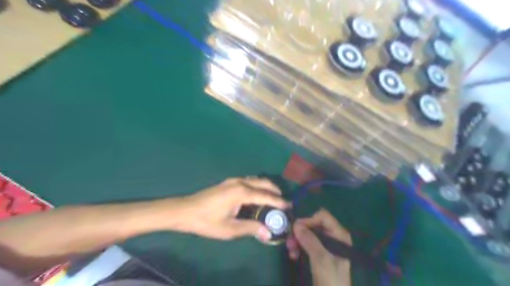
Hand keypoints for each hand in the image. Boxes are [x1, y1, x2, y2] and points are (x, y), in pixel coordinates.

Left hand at [176, 179, 288, 241]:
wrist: (185, 210)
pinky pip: (249, 181)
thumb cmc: (207, 221)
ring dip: (266, 187)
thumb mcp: (229, 229)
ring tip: (273, 198)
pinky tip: (257, 195)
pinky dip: (258, 186)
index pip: (265, 196)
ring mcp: (233, 180)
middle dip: (275, 190)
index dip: (278, 201)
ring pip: (256, 180)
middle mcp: (240, 182)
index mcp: (241, 193)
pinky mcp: (228, 182)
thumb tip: (268, 233)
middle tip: (283, 201)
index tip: (289, 205)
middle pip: (263, 182)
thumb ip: (250, 228)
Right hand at [285, 209, 352, 285]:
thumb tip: (295, 224)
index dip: (309, 220)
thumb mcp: (321, 259)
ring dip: (297, 240)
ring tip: (290, 251)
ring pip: (307, 234)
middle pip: (313, 225)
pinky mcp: (318, 253)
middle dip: (300, 232)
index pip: (323, 217)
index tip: (297, 229)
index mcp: (339, 235)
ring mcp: (325, 245)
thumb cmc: (331, 280)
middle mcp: (333, 237)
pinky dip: (298, 247)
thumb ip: (309, 240)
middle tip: (289, 241)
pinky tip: (293, 255)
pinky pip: (306, 243)